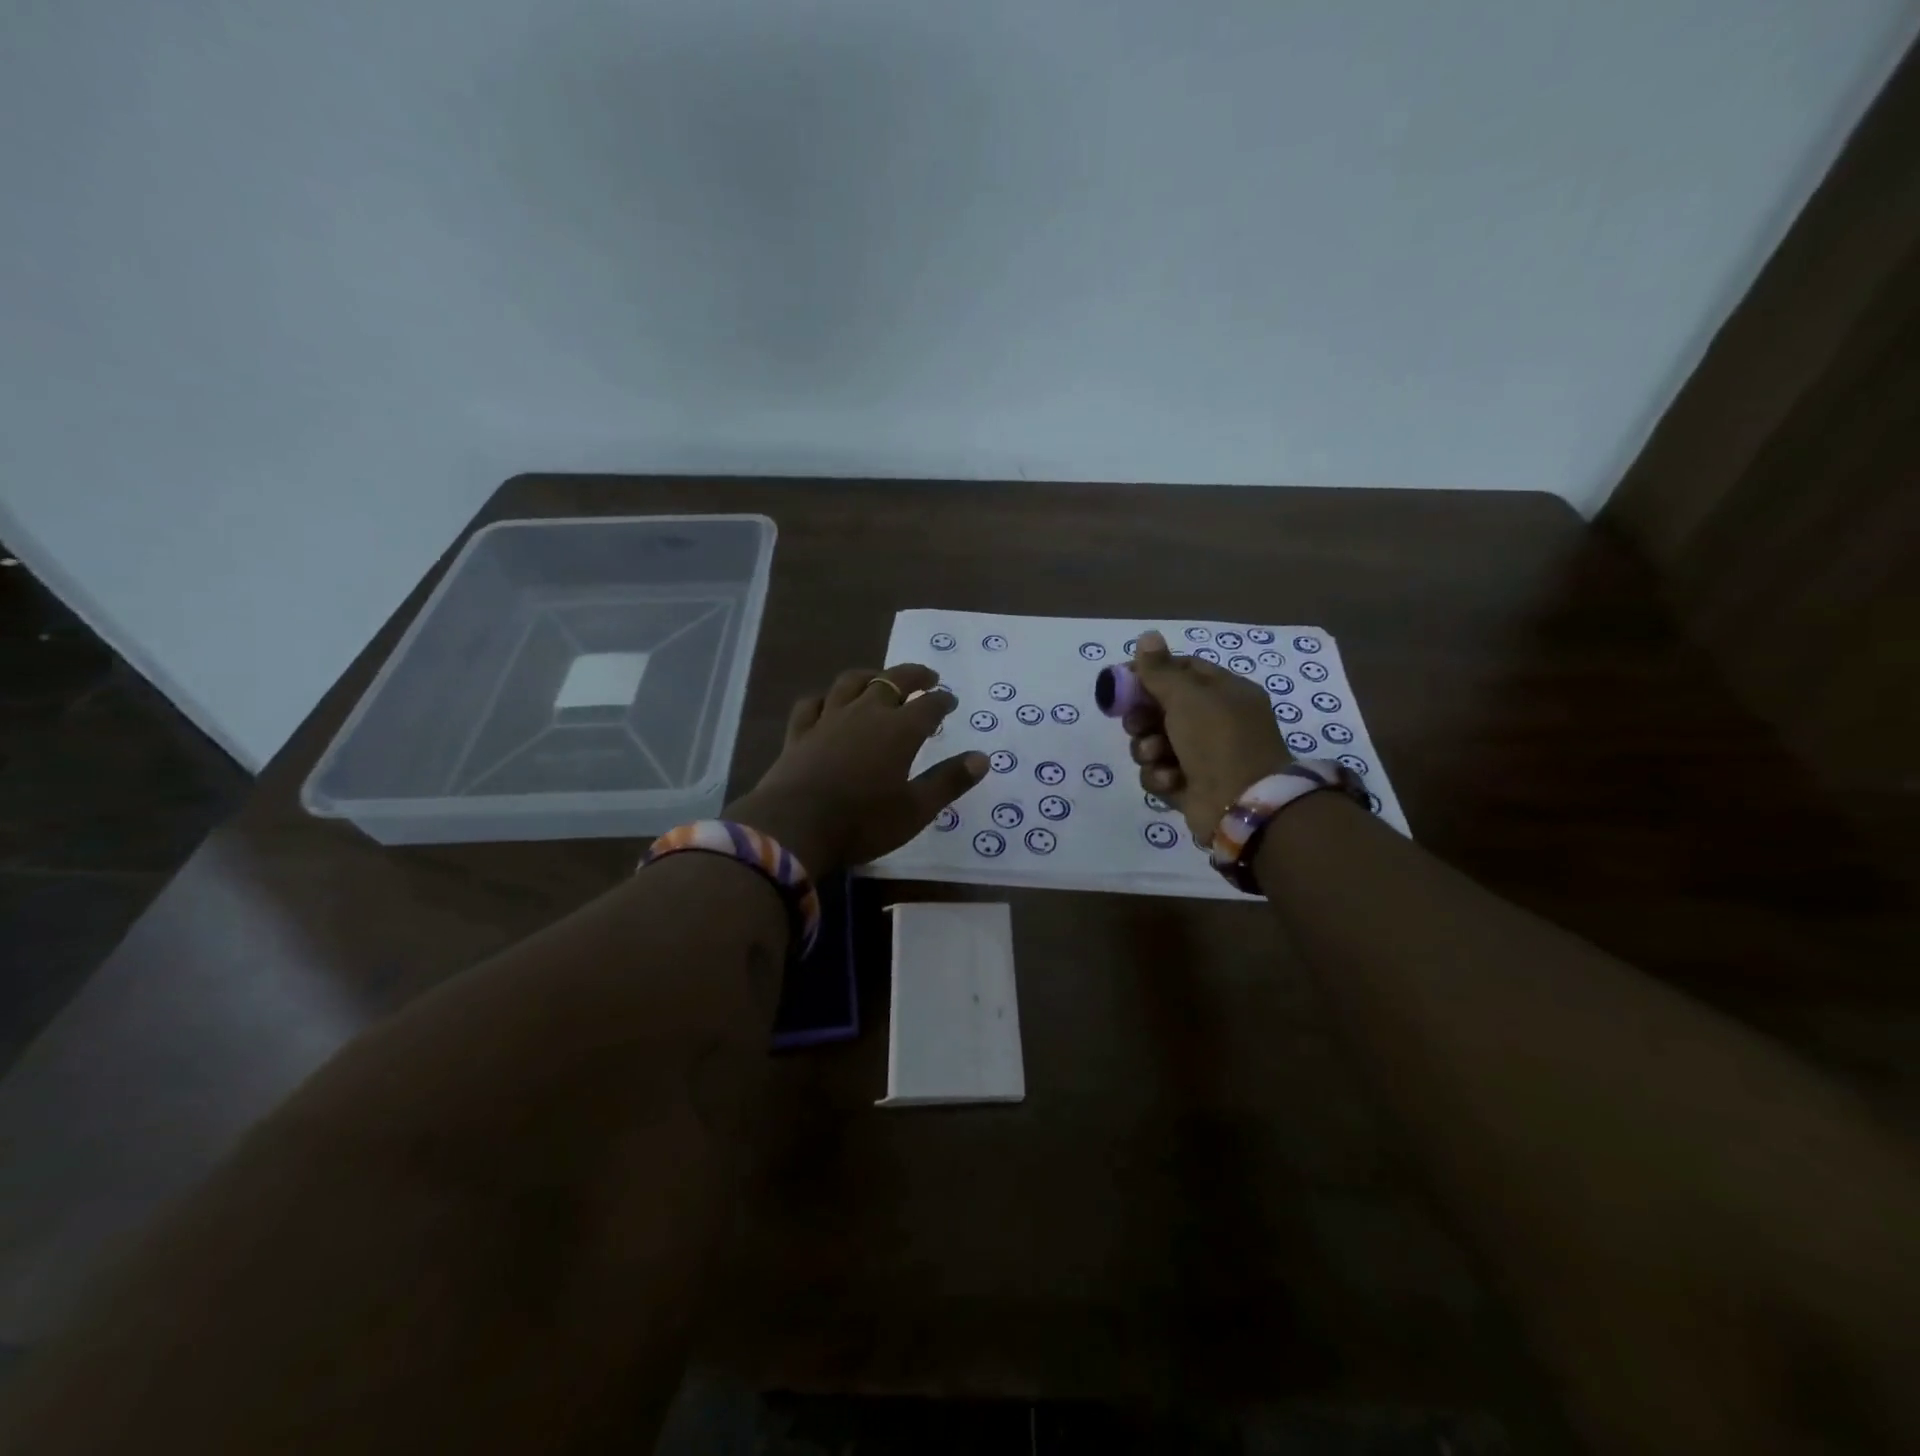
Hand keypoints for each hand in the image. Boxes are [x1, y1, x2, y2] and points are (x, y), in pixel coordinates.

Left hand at [725, 665, 986, 873]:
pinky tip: (828, 702)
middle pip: (893, 681)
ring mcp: (829, 719)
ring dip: (871, 676)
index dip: (943, 700)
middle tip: (927, 677)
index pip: (929, 705)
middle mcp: (866, 713)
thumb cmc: (863, 821)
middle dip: (914, 676)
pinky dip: (825, 698)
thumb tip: (982, 758)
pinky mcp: (799, 732)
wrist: (794, 827)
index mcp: (900, 730)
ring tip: (880, 679)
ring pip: (851, 682)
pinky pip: (812, 703)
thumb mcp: (916, 809)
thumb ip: (949, 781)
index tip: (951, 700)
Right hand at [1123, 631, 1293, 840]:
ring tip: (1157, 756)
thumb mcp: (1188, 696)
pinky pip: (1158, 773)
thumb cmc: (1218, 740)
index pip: (1183, 670)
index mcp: (1224, 692)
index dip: (1151, 673)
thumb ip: (1160, 670)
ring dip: (1148, 749)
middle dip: (1142, 717)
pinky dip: (1160, 776)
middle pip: (1161, 708)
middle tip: (1137, 724)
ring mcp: (1201, 755)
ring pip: (1154, 742)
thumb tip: (1147, 636)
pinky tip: (1172, 780)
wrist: (1242, 804)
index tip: (1123, 680)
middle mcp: (1214, 722)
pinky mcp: (1188, 785)